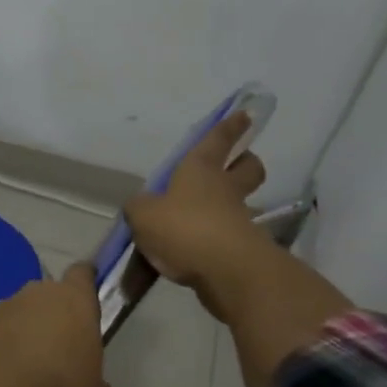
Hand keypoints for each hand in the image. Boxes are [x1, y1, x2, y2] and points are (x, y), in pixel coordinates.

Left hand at [0, 264, 116, 386]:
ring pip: (19, 314)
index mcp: (74, 300)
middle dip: (53, 316)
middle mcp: (36, 294)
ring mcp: (1, 310)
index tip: (88, 298)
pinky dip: (2, 352)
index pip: (82, 274)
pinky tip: (6, 381)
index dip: (85, 283)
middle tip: (61, 350)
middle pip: (48, 294)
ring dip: (24, 333)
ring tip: (30, 371)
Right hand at [123, 110, 270, 324]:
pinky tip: (195, 252)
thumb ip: (139, 208)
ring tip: (200, 218)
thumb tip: (141, 208)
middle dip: (243, 163)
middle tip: (233, 167)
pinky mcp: (241, 250)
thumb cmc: (184, 228)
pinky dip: (215, 240)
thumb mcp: (143, 214)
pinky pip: (228, 236)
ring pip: (240, 203)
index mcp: (201, 170)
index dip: (229, 127)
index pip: (217, 140)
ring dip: (227, 206)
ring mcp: (238, 219)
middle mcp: (224, 189)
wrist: (226, 271)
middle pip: (247, 168)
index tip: (244, 115)